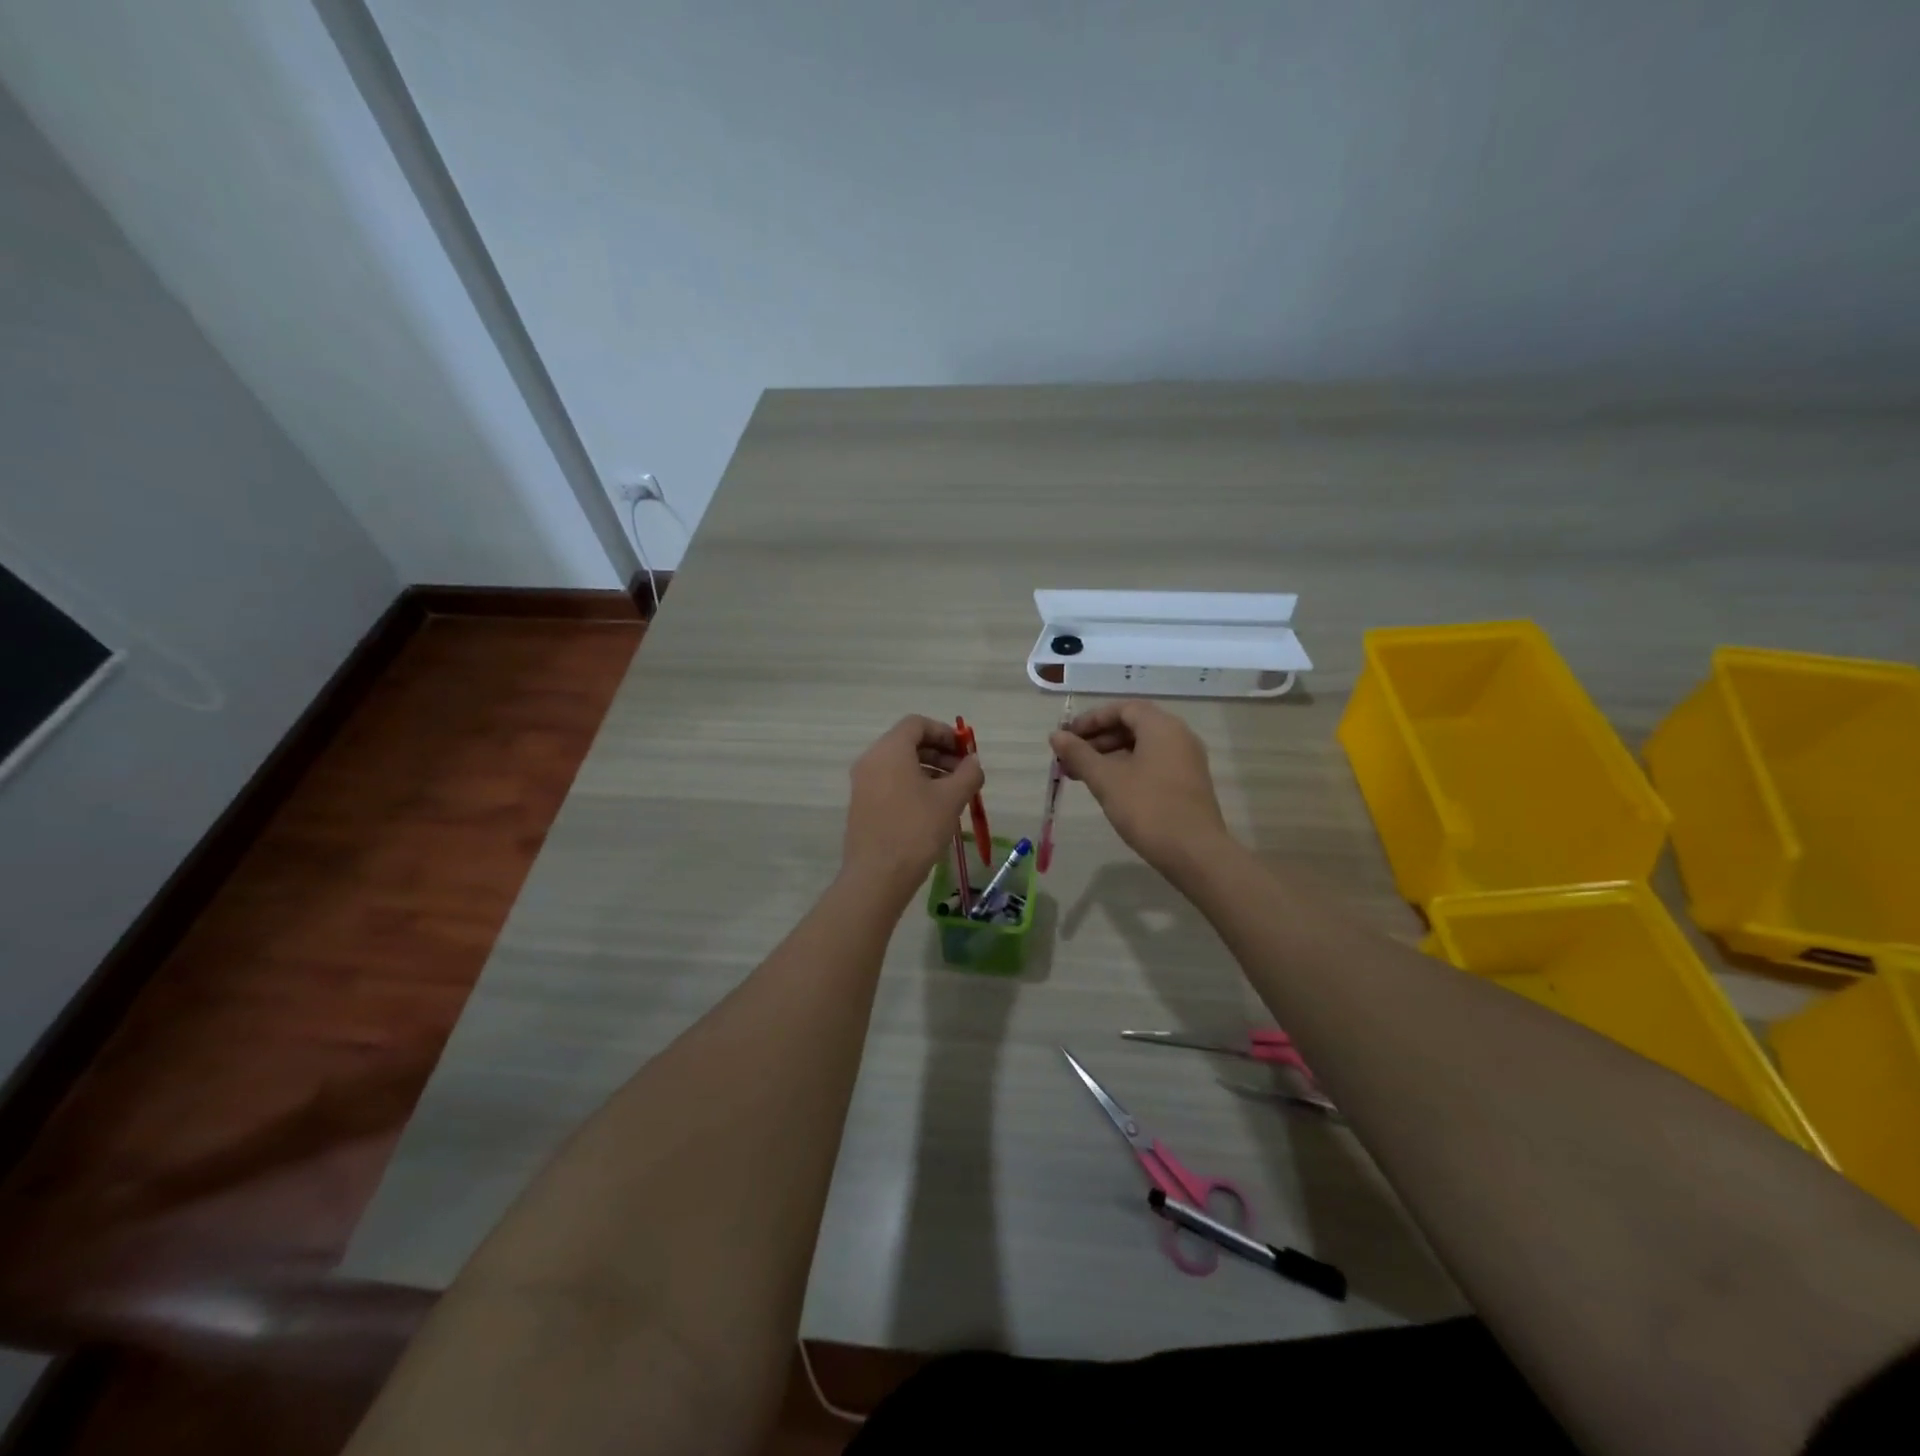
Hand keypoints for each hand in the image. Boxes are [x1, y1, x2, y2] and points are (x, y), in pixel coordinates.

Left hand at [842, 716, 984, 897]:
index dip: (944, 732)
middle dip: (939, 753)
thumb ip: (968, 774)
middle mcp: (871, 760)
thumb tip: (973, 763)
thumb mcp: (951, 799)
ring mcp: (862, 783)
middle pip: (907, 743)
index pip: (917, 724)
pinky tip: (932, 809)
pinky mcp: (862, 805)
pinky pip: (889, 782)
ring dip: (928, 770)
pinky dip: (912, 785)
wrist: (877, 876)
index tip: (965, 751)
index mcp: (889, 750)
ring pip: (899, 764)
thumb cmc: (916, 830)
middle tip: (964, 773)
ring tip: (952, 793)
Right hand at [1050, 700, 1230, 874]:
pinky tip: (1108, 788)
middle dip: (1097, 739)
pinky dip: (1127, 768)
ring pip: (1142, 747)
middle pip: (1133, 726)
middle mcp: (1179, 736)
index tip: (1067, 736)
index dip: (1092, 719)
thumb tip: (1056, 735)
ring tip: (1081, 775)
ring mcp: (1186, 760)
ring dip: (1109, 756)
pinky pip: (1153, 763)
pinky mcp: (1187, 783)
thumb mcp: (1106, 780)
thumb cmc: (1148, 808)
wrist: (1195, 853)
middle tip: (1070, 758)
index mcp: (1162, 727)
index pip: (1123, 709)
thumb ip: (1079, 754)